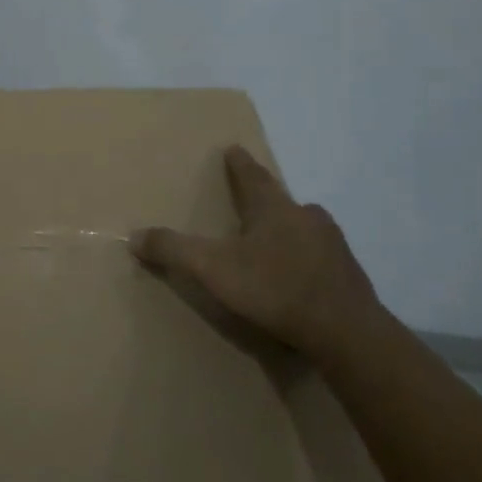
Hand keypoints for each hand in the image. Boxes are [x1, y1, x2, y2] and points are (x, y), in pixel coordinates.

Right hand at [130, 145, 382, 361]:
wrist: (346, 332)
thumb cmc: (275, 289)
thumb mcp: (213, 269)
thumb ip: (173, 250)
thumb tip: (133, 235)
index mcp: (274, 208)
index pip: (252, 175)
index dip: (238, 163)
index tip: (233, 148)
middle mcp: (306, 217)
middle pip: (281, 200)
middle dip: (264, 200)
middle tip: (249, 203)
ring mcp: (332, 245)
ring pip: (303, 228)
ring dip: (286, 230)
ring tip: (270, 245)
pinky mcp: (348, 274)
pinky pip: (319, 257)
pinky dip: (304, 260)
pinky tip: (297, 279)